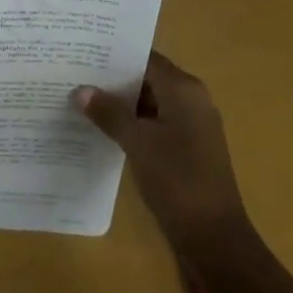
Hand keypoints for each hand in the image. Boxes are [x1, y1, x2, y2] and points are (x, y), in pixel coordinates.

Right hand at [75, 51, 249, 258]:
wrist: (215, 238)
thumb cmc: (178, 181)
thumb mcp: (138, 144)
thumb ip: (109, 113)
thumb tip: (80, 89)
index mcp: (184, 88)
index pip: (145, 58)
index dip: (114, 56)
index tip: (84, 54)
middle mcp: (192, 99)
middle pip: (148, 78)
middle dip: (114, 80)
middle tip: (77, 76)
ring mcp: (193, 124)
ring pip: (152, 102)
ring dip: (123, 104)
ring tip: (84, 101)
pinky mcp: (190, 147)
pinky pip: (158, 123)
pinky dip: (135, 123)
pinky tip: (106, 130)